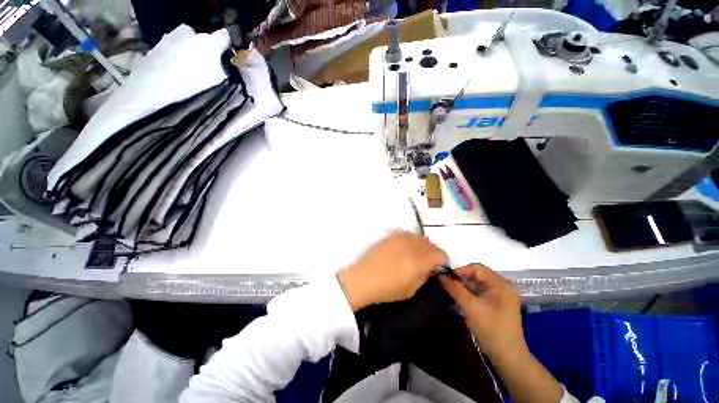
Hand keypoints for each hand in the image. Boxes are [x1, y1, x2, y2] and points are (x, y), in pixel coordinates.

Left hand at [337, 231, 447, 310]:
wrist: (364, 278)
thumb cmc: (387, 289)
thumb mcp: (411, 290)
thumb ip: (424, 276)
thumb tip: (430, 268)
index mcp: (420, 260)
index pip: (440, 254)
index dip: (443, 260)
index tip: (439, 265)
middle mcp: (412, 245)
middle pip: (430, 242)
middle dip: (432, 250)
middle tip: (428, 259)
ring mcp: (400, 238)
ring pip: (418, 236)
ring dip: (421, 243)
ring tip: (416, 252)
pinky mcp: (390, 236)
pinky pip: (405, 233)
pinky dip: (409, 239)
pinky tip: (404, 246)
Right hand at [439, 264, 526, 362]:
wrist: (507, 356)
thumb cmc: (490, 328)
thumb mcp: (470, 306)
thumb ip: (455, 288)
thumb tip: (440, 275)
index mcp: (500, 284)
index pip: (476, 268)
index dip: (460, 271)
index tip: (446, 278)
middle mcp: (502, 286)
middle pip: (476, 276)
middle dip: (460, 280)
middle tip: (446, 285)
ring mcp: (500, 296)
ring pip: (476, 285)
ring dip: (463, 288)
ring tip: (450, 293)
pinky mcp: (496, 304)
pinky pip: (479, 294)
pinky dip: (468, 295)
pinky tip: (458, 301)